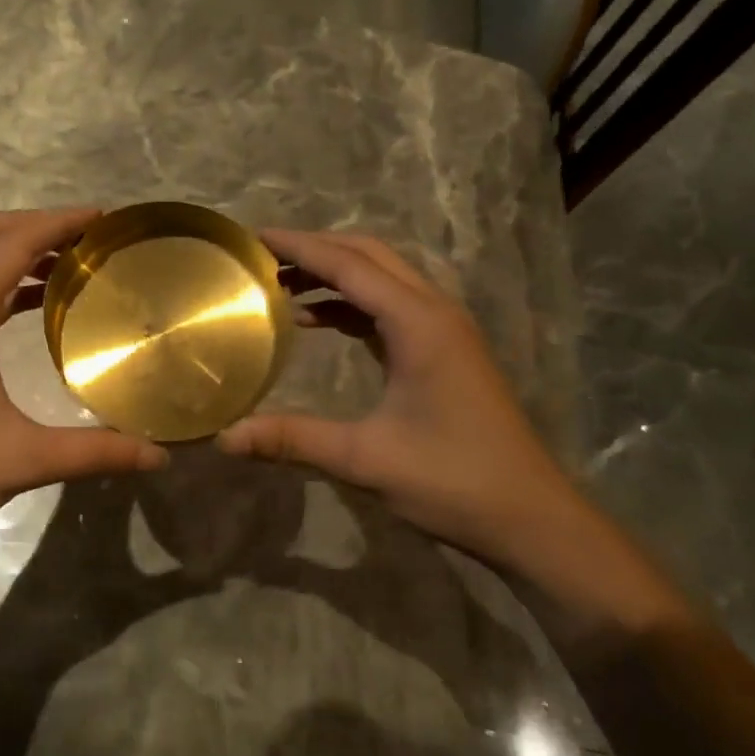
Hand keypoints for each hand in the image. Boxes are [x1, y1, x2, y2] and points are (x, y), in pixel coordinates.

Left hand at [0, 210, 167, 574]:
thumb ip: (95, 451)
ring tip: (65, 270)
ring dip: (11, 252)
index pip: (13, 243)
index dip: (59, 222)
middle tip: (82, 241)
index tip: (103, 218)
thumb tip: (159, 456)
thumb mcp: (22, 460)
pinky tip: (26, 313)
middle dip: (32, 224)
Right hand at [216, 230, 591, 575]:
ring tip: (280, 284)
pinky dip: (351, 302)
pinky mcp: (444, 350)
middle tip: (262, 257)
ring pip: (383, 277)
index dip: (299, 247)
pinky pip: (390, 305)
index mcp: (419, 323)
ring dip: (334, 273)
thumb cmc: (452, 481)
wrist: (530, 518)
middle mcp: (434, 311)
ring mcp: (443, 330)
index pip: (349, 264)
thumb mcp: (365, 459)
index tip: (253, 237)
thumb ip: (292, 439)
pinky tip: (317, 320)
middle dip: (315, 249)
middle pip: (369, 256)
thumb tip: (224, 437)